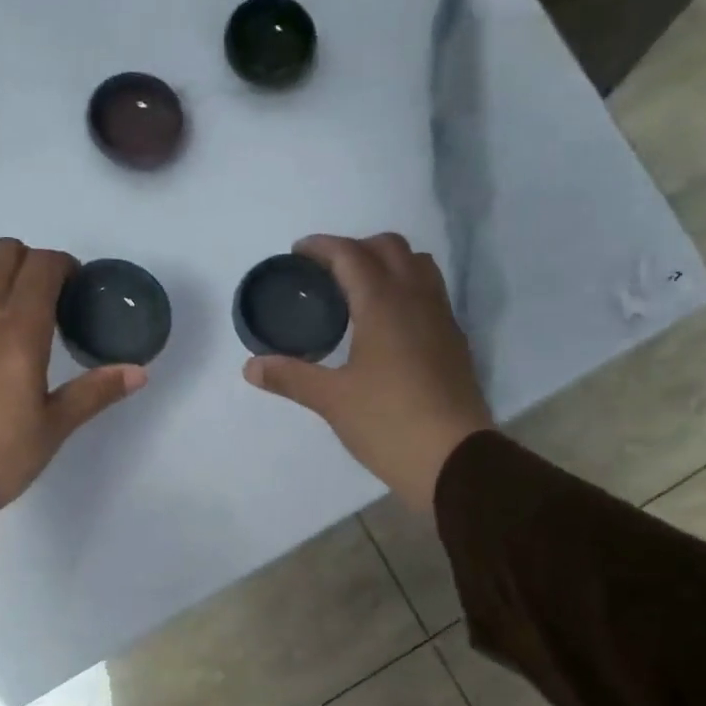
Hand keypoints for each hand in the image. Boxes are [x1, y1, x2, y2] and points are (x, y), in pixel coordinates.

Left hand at [0, 240, 144, 509]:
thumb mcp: (56, 426)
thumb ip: (96, 391)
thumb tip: (140, 372)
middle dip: (28, 262)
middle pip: (4, 252)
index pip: (44, 266)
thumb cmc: (0, 453)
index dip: (63, 266)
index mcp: (21, 329)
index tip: (72, 289)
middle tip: (38, 295)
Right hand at [244, 233, 492, 514]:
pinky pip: (431, 294)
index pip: (351, 254)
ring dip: (388, 264)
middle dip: (355, 248)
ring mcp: (442, 319)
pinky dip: (406, 289)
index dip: (321, 247)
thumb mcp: (332, 400)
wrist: (453, 459)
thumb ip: (290, 377)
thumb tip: (251, 366)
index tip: (298, 253)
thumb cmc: (388, 422)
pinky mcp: (454, 342)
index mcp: (383, 303)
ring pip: (418, 266)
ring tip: (359, 290)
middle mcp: (417, 299)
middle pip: (389, 248)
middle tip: (326, 272)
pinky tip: (388, 324)